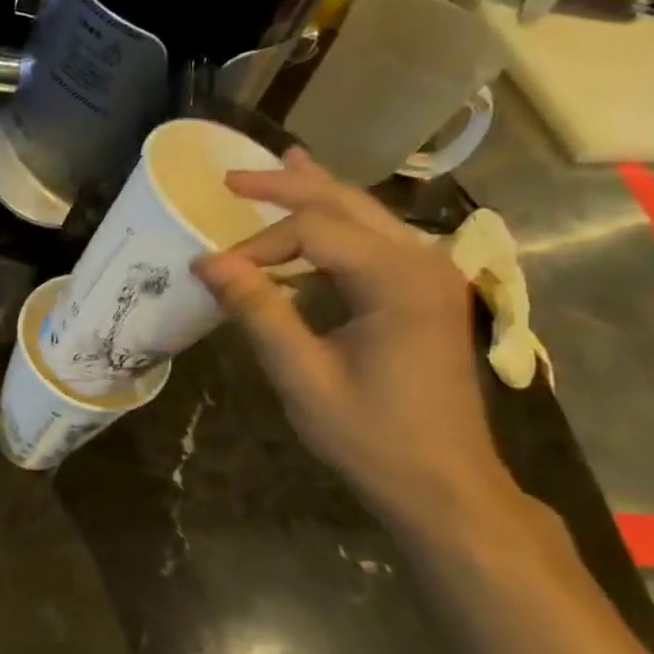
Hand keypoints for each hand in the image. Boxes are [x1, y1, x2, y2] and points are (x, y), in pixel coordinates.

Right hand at [192, 149, 519, 534]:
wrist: (446, 487)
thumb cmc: (372, 437)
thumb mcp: (302, 376)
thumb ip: (259, 311)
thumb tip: (207, 263)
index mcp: (398, 279)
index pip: (313, 230)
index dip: (257, 243)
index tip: (213, 273)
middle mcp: (422, 262)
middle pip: (346, 203)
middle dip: (286, 186)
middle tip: (232, 177)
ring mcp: (430, 275)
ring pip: (365, 215)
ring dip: (316, 194)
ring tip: (278, 166)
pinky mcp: (424, 293)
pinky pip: (374, 241)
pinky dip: (337, 223)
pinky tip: (318, 213)